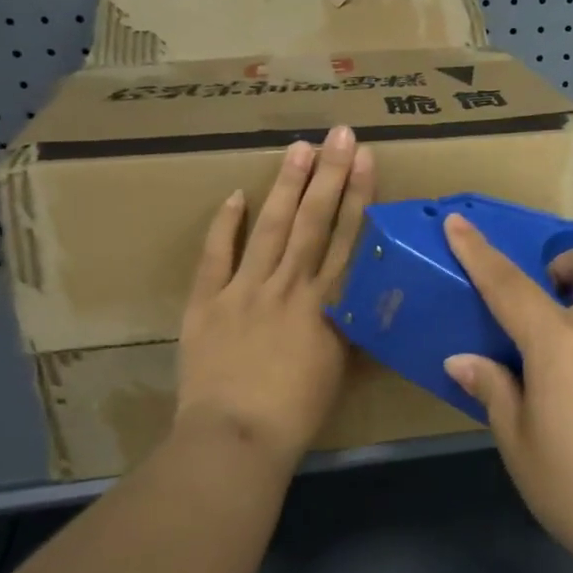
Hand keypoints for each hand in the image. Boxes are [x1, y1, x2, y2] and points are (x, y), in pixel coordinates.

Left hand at [175, 125, 373, 470]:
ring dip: (286, 186)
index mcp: (325, 304)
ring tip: (298, 147)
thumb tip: (360, 300)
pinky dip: (225, 226)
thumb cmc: (297, 413)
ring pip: (271, 227)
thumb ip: (347, 328)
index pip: (347, 238)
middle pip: (313, 221)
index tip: (365, 159)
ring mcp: (245, 289)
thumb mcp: (339, 369)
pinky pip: (216, 256)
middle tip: (337, 134)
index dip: (358, 195)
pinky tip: (235, 195)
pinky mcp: (207, 302)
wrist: (236, 438)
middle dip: (328, 174)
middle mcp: (289, 285)